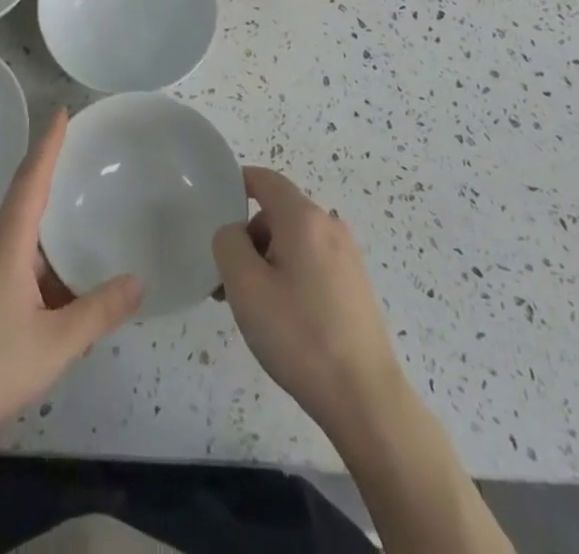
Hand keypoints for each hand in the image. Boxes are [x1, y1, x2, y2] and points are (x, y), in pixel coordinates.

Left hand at [0, 109, 140, 451]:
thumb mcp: (55, 344)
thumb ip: (98, 311)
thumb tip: (138, 281)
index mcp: (6, 243)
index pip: (31, 178)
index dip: (48, 144)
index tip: (61, 111)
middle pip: (23, 202)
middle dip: (51, 183)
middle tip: (82, 166)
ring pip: (16, 239)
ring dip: (45, 236)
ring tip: (78, 234)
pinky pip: (6, 263)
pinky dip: (33, 264)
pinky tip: (52, 293)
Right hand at [213, 167, 406, 437]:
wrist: (365, 398)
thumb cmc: (299, 335)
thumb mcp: (245, 286)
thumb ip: (228, 243)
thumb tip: (234, 233)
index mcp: (304, 217)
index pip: (264, 179)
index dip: (236, 184)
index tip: (213, 210)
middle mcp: (329, 225)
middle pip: (277, 212)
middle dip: (248, 237)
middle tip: (227, 279)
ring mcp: (346, 255)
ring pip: (293, 240)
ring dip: (266, 260)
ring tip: (252, 307)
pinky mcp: (354, 284)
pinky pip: (311, 262)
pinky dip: (289, 275)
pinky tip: (283, 319)